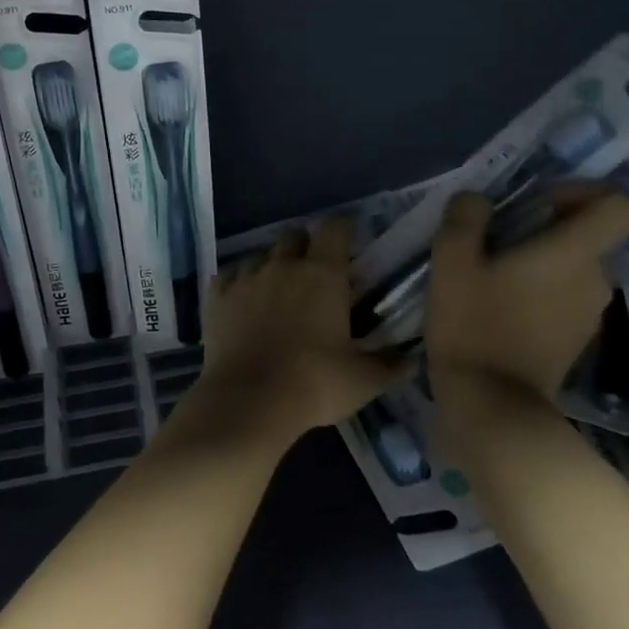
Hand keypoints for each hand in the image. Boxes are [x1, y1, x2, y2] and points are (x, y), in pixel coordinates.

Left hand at [191, 218, 408, 449]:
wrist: (248, 401)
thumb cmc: (314, 384)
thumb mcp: (363, 380)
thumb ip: (389, 365)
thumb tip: (410, 359)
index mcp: (323, 274)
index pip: (336, 228)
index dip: (344, 228)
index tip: (351, 239)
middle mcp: (283, 265)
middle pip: (294, 236)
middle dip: (306, 246)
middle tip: (315, 272)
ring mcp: (246, 277)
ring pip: (260, 255)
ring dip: (272, 266)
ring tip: (278, 292)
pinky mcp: (217, 296)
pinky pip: (229, 276)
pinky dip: (239, 283)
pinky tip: (244, 301)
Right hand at [426, 185, 628, 403]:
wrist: (492, 406)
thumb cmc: (474, 325)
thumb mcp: (452, 261)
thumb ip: (466, 218)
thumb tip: (477, 199)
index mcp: (575, 253)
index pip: (620, 205)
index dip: (585, 191)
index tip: (540, 201)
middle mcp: (596, 280)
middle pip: (591, 236)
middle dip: (550, 227)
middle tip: (499, 238)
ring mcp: (590, 315)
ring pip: (576, 269)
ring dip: (543, 262)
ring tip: (493, 273)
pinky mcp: (577, 341)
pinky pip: (567, 298)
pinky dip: (542, 292)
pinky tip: (500, 306)